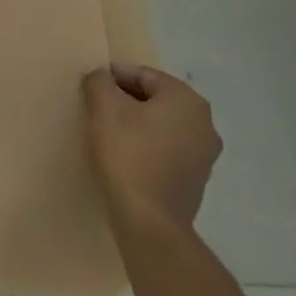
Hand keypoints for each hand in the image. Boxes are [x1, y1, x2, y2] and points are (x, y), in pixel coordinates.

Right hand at [82, 63, 221, 236]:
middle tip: (96, 108)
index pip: (144, 75)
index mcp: (187, 100)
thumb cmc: (128, 154)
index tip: (90, 87)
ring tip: (108, 133)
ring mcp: (205, 154)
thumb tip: (101, 77)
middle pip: (155, 99)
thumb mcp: (104, 108)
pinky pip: (167, 149)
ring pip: (162, 125)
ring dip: (136, 124)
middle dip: (125, 100)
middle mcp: (205, 123)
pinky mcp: (196, 179)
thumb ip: (100, 82)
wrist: (150, 220)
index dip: (113, 76)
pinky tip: (125, 156)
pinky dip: (147, 146)